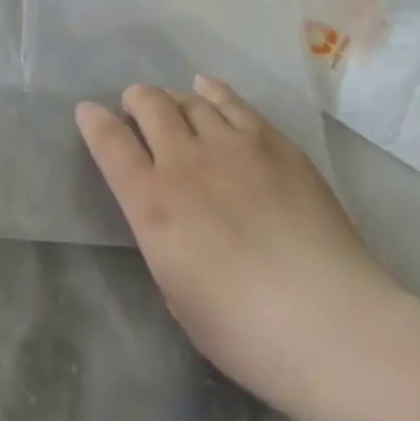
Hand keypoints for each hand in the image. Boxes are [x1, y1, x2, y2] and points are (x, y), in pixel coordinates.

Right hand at [76, 76, 399, 414]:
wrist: (332, 324)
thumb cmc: (246, 331)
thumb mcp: (178, 293)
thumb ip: (162, 238)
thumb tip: (162, 210)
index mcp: (153, 204)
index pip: (110, 145)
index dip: (94, 122)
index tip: (88, 111)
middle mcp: (185, 161)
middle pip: (149, 104)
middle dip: (136, 100)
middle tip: (136, 108)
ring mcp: (230, 144)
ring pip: (189, 99)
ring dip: (173, 98)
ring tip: (173, 103)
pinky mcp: (271, 141)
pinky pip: (232, 101)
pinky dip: (212, 91)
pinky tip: (208, 89)